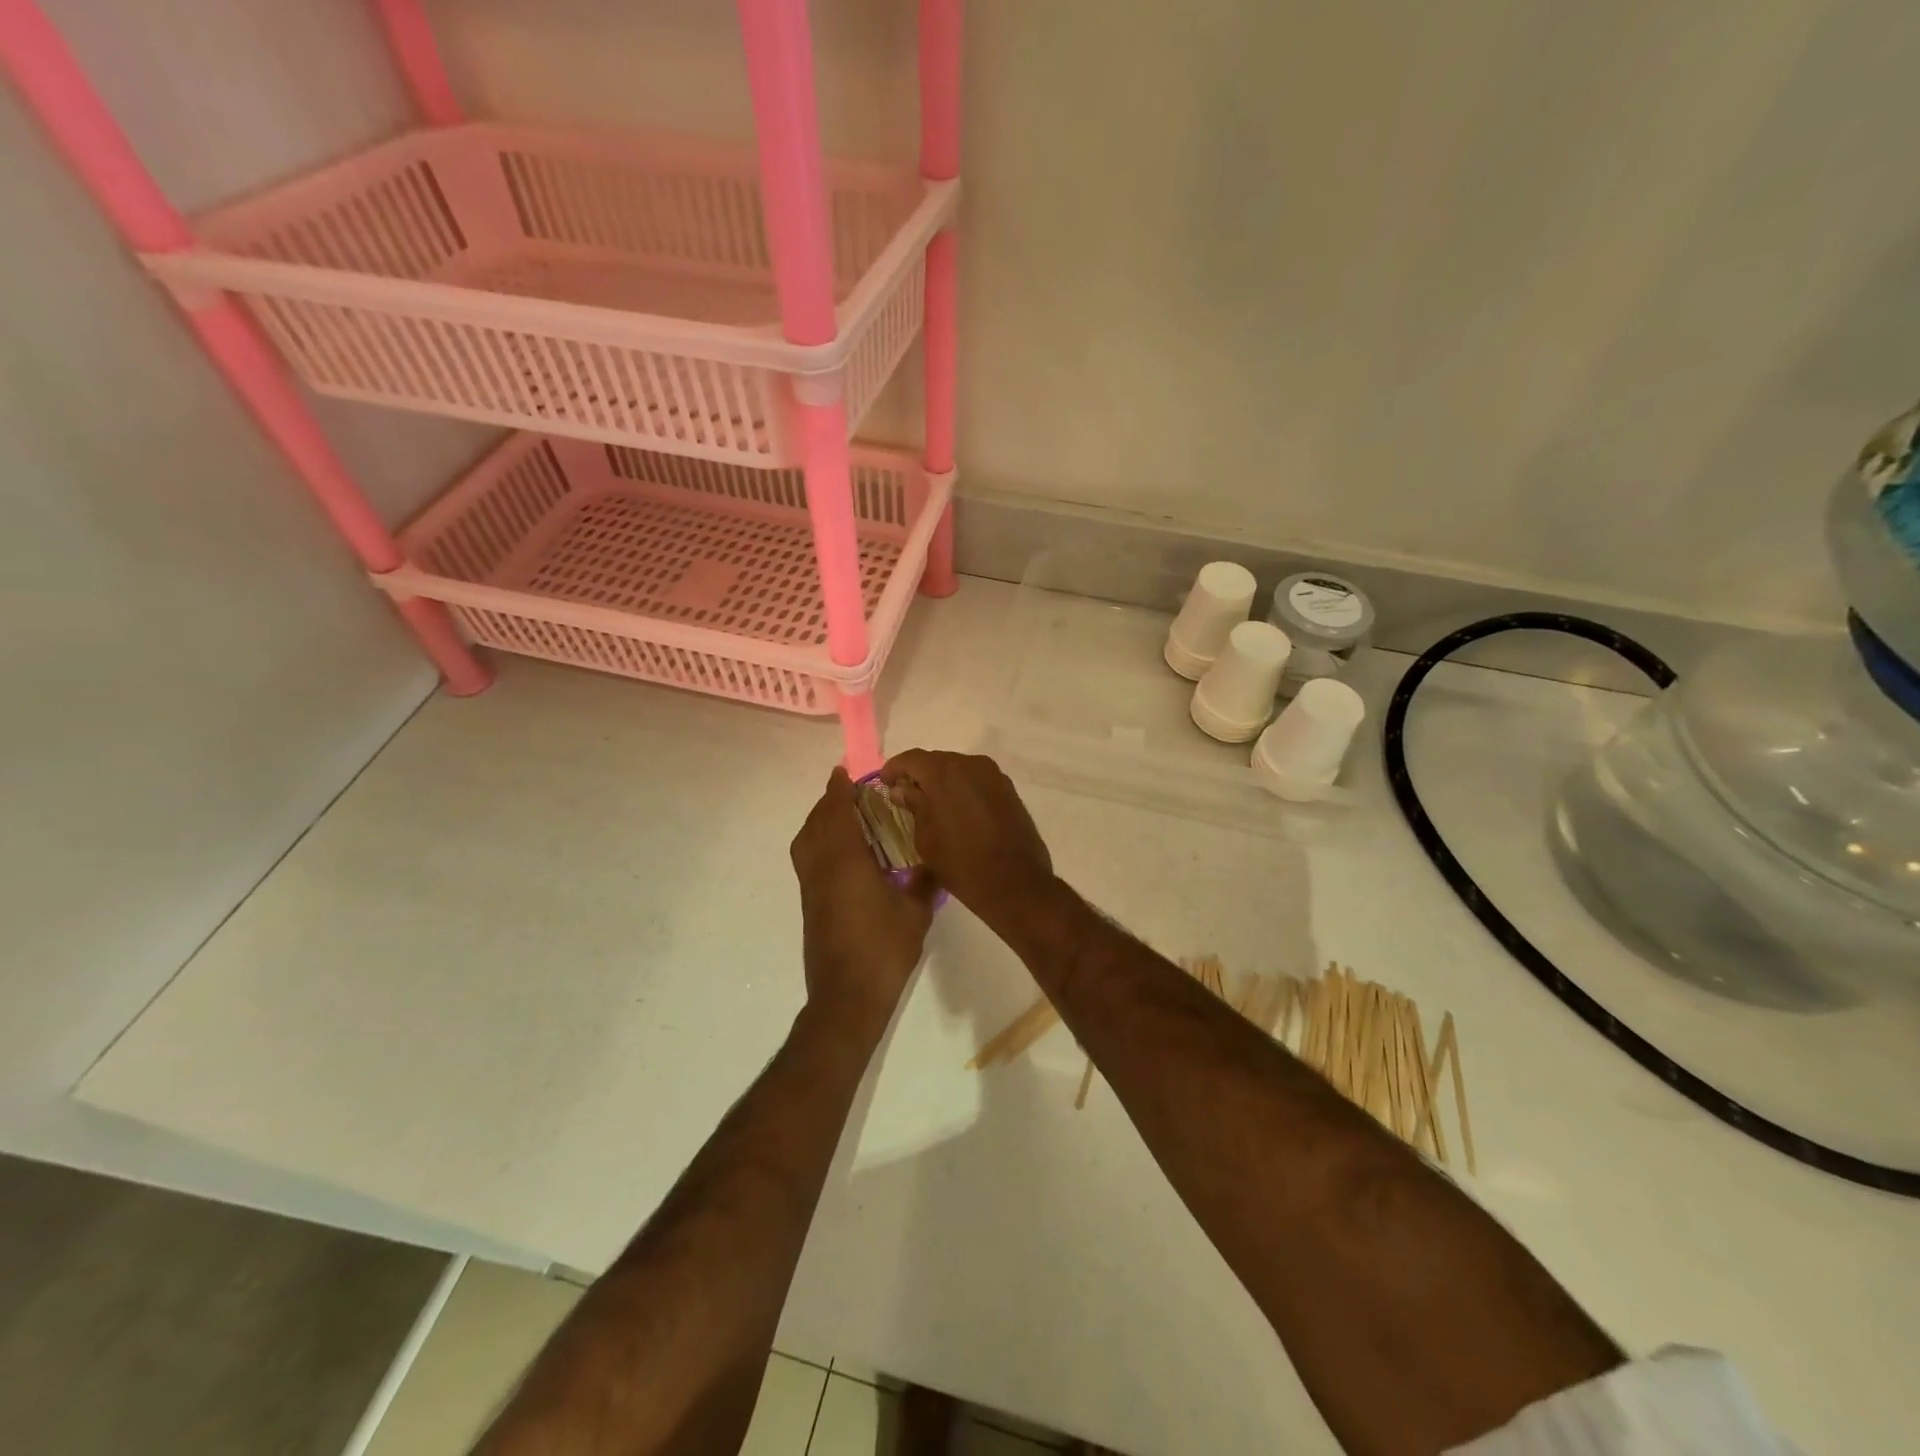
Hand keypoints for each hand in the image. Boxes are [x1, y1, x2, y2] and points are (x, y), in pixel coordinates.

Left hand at [790, 767, 935, 1036]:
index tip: (846, 772)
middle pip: (815, 824)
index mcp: (846, 862)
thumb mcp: (916, 911)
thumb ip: (924, 879)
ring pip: (805, 842)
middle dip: (828, 803)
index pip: (836, 813)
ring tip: (844, 819)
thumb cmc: (884, 949)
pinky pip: (808, 860)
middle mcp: (821, 868)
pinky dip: (818, 844)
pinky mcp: (809, 905)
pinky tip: (843, 855)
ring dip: (819, 823)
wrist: (847, 997)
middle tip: (850, 793)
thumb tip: (933, 858)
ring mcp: (811, 888)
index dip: (839, 790)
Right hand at [879, 750, 1054, 931]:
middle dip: (920, 775)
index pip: (911, 759)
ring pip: (959, 770)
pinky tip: (958, 811)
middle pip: (937, 761)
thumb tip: (902, 789)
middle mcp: (970, 764)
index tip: (885, 784)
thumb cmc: (961, 863)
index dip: (894, 769)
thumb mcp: (925, 838)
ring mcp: (994, 775)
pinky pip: (978, 781)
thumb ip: (913, 806)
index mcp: (944, 772)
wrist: (1015, 883)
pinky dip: (964, 790)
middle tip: (907, 797)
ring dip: (943, 783)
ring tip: (933, 806)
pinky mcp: (1009, 789)